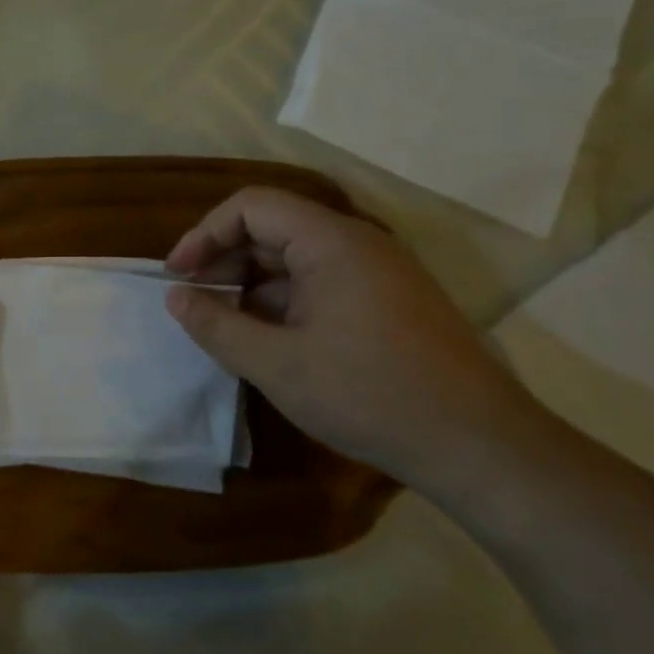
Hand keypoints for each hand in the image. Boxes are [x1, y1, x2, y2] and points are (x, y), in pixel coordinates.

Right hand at [163, 186, 540, 482]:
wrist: (478, 446)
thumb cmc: (369, 395)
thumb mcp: (276, 364)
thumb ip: (216, 326)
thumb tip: (175, 298)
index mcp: (331, 242)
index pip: (251, 206)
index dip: (205, 234)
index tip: (178, 276)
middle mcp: (357, 244)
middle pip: (272, 228)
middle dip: (224, 260)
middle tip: (194, 303)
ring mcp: (377, 273)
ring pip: (295, 259)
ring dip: (251, 285)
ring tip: (224, 327)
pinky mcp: (388, 302)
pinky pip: (320, 284)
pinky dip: (282, 302)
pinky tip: (267, 341)